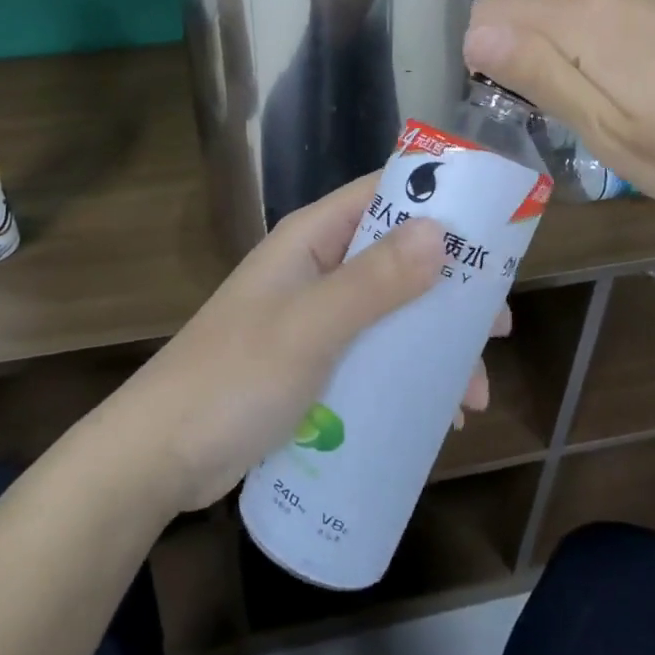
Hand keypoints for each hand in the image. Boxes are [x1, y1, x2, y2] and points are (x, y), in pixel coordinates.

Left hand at [113, 176, 465, 513]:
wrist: (158, 458)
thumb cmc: (233, 379)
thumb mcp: (311, 326)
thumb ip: (374, 280)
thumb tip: (440, 232)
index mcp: (312, 240)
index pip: (383, 195)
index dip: (437, 203)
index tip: (493, 232)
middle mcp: (317, 269)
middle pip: (398, 259)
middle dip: (449, 291)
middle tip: (497, 326)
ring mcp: (315, 318)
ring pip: (391, 314)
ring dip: (434, 346)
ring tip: (474, 392)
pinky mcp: (313, 364)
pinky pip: (374, 356)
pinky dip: (408, 378)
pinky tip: (438, 416)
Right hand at [463, 0, 654, 219]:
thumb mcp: (612, 132)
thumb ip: (541, 76)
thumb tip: (474, 35)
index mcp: (584, 15)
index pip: (487, 10)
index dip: (482, 60)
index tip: (513, 108)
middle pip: (521, 7)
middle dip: (515, 58)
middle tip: (553, 120)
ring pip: (557, 12)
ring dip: (552, 57)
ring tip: (592, 112)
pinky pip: (594, 15)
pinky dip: (585, 49)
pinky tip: (627, 91)